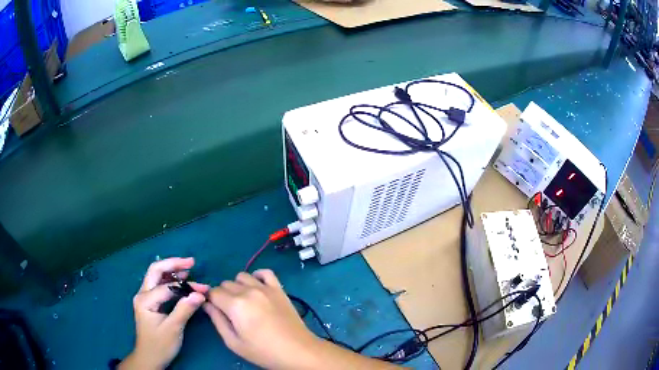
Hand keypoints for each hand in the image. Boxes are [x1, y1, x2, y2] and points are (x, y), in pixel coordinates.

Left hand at [119, 257, 208, 369]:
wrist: (149, 357)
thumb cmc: (160, 345)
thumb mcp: (173, 329)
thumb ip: (184, 310)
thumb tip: (199, 294)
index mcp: (145, 300)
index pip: (167, 287)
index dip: (186, 286)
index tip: (204, 290)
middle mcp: (142, 294)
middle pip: (156, 270)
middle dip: (173, 264)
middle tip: (191, 262)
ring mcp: (144, 297)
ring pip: (156, 276)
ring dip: (172, 271)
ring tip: (189, 269)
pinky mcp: (149, 302)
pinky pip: (159, 285)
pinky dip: (170, 280)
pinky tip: (180, 281)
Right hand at [203, 270, 320, 368]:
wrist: (298, 351)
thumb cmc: (264, 351)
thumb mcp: (234, 342)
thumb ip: (217, 320)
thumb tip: (206, 304)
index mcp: (235, 305)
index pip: (213, 292)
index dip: (211, 301)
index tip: (216, 311)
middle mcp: (249, 291)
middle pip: (226, 284)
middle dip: (223, 295)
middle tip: (232, 312)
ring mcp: (266, 288)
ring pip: (242, 276)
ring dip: (238, 286)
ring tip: (244, 302)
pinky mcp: (279, 289)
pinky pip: (265, 272)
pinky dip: (257, 276)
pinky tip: (257, 289)